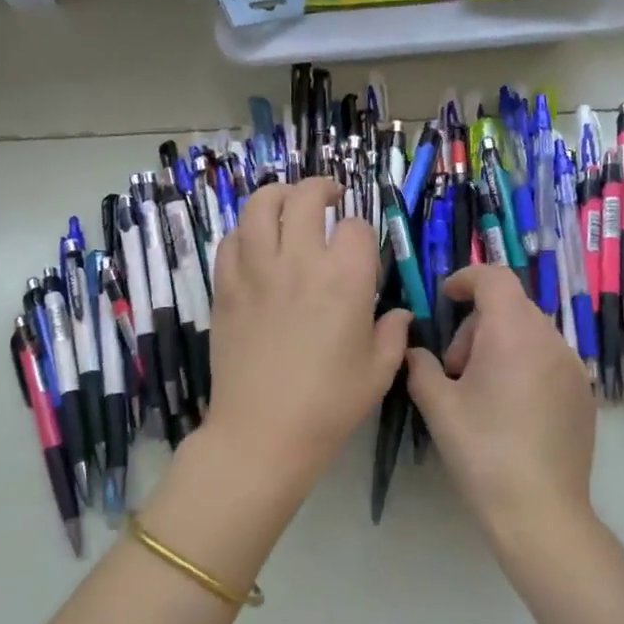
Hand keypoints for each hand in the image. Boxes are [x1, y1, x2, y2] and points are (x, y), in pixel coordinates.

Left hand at [205, 178, 409, 498]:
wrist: (262, 433)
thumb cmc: (328, 405)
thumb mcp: (379, 372)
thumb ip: (394, 334)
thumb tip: (398, 314)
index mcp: (345, 279)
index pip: (356, 228)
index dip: (363, 234)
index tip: (362, 251)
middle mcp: (299, 262)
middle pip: (306, 198)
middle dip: (322, 189)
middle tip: (330, 197)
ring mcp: (256, 271)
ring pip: (260, 205)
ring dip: (278, 195)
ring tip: (288, 203)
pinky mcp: (225, 287)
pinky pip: (231, 240)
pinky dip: (246, 231)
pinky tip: (256, 242)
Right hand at [405, 264, 596, 557]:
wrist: (540, 510)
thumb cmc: (482, 452)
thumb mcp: (438, 407)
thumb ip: (421, 368)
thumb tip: (416, 352)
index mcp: (513, 333)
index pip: (494, 278)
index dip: (466, 279)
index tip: (445, 299)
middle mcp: (551, 340)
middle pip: (511, 306)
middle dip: (477, 324)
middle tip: (455, 369)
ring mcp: (574, 367)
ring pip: (530, 333)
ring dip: (500, 344)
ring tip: (481, 391)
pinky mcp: (584, 393)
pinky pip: (549, 359)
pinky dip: (524, 364)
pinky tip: (510, 409)